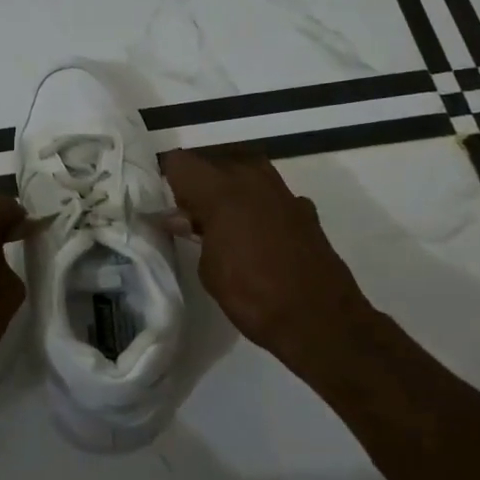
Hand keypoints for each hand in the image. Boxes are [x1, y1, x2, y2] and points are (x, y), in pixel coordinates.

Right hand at [159, 149, 372, 373]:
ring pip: (243, 170)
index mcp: (221, 190)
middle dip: (196, 182)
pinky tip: (253, 232)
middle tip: (186, 212)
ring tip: (217, 220)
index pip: (180, 162)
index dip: (165, 178)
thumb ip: (192, 233)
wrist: (320, 319)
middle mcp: (252, 178)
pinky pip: (268, 192)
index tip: (159, 200)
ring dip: (226, 187)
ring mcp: (282, 190)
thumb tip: (177, 217)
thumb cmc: (253, 296)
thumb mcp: (209, 269)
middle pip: (212, 161)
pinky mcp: (302, 207)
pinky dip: (255, 204)